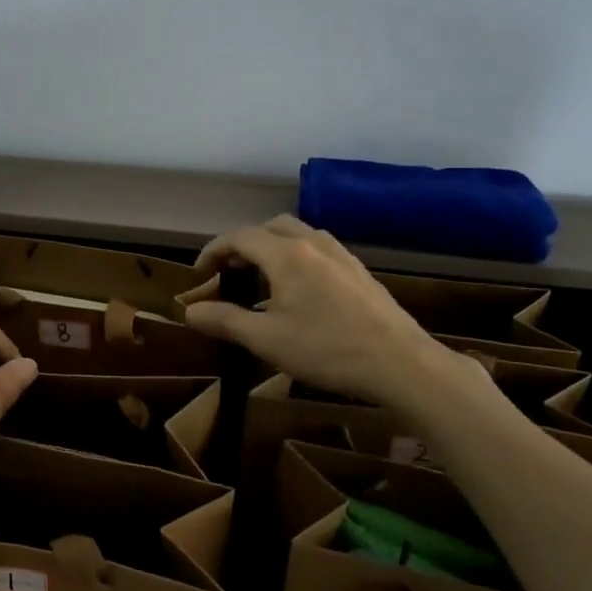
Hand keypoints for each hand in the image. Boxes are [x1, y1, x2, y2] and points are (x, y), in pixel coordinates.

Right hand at [180, 214, 474, 410]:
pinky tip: (299, 291)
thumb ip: (225, 320)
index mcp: (286, 254)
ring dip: (272, 248)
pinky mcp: (360, 271)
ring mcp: (341, 255)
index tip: (199, 273)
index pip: (240, 236)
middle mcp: (313, 243)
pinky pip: (318, 250)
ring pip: (298, 235)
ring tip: (262, 279)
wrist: (402, 364)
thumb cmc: (327, 349)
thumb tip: (189, 311)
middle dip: (244, 244)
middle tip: (230, 271)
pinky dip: (297, 257)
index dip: (214, 250)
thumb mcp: (266, 339)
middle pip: (270, 226)